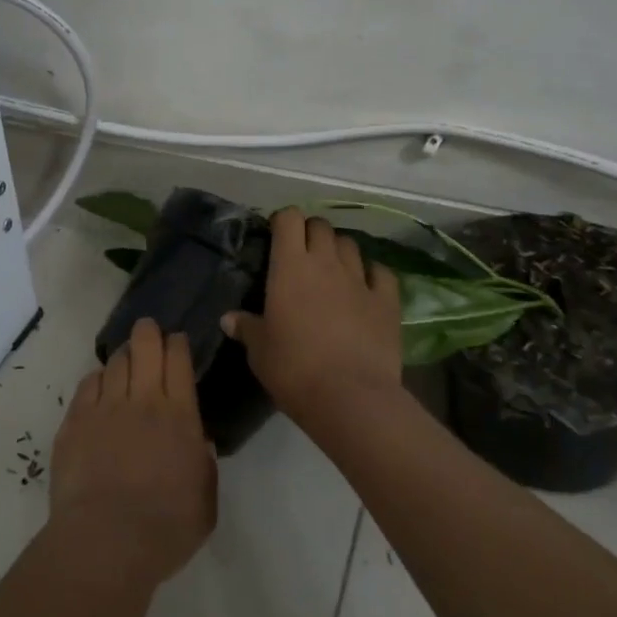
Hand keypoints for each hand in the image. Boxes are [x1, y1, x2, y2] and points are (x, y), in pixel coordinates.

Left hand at [48, 318, 217, 587]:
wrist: (106, 542)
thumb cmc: (165, 528)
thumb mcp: (205, 501)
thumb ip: (203, 465)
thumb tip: (197, 442)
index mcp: (180, 416)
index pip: (178, 360)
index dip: (177, 343)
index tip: (177, 341)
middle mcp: (143, 400)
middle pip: (145, 346)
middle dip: (148, 332)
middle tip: (148, 331)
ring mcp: (105, 408)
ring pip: (114, 362)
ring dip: (123, 356)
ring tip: (125, 360)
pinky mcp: (75, 421)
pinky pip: (87, 385)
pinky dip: (97, 379)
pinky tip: (99, 385)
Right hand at [224, 209, 402, 423]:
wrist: (350, 397)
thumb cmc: (294, 369)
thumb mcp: (259, 351)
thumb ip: (246, 328)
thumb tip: (228, 319)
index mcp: (290, 267)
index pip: (289, 219)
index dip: (283, 221)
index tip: (276, 236)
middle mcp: (326, 263)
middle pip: (321, 226)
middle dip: (311, 232)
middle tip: (302, 254)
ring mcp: (360, 280)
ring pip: (350, 244)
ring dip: (339, 250)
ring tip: (332, 268)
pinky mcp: (387, 301)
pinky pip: (381, 273)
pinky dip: (372, 273)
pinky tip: (366, 285)